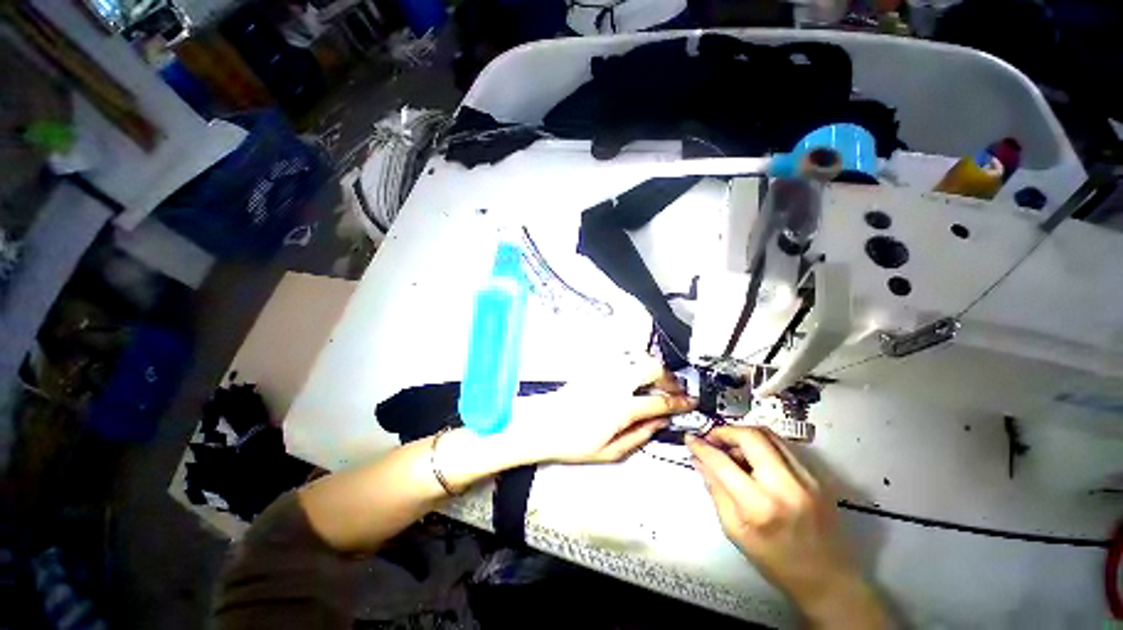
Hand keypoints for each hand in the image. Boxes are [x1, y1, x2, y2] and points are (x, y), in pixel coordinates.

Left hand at [503, 353, 694, 464]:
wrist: (543, 423)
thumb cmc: (573, 442)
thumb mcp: (610, 452)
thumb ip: (640, 436)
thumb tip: (660, 423)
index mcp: (622, 408)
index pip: (660, 402)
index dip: (680, 402)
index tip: (690, 403)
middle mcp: (615, 383)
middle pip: (652, 367)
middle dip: (669, 377)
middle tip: (672, 389)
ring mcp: (604, 371)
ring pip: (637, 356)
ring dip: (651, 366)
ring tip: (654, 381)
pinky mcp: (594, 366)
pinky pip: (620, 355)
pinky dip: (633, 361)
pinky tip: (633, 373)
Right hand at [687, 427, 885, 627]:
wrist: (828, 579)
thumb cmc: (776, 562)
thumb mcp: (735, 531)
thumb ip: (715, 491)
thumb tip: (699, 461)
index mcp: (760, 506)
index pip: (722, 463)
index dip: (701, 447)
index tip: (690, 439)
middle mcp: (786, 486)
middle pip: (750, 436)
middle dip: (725, 431)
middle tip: (711, 439)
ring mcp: (806, 478)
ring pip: (768, 435)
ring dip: (743, 434)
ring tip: (731, 448)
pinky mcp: (817, 477)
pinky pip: (783, 446)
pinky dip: (761, 444)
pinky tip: (753, 458)